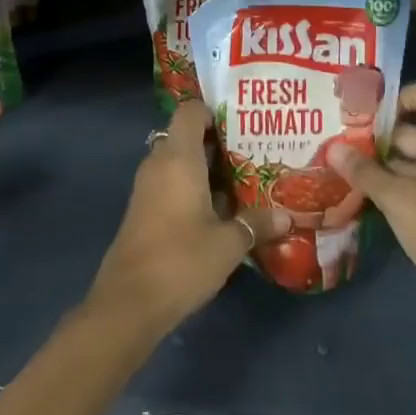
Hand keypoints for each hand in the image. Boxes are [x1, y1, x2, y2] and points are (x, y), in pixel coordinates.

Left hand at [84, 100, 290, 343]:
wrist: (128, 304)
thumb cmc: (181, 260)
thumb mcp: (228, 244)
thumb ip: (257, 224)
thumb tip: (287, 217)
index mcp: (178, 158)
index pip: (189, 112)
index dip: (213, 110)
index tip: (242, 121)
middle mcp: (159, 165)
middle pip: (185, 136)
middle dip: (216, 141)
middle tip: (252, 150)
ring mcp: (147, 189)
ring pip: (178, 163)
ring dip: (205, 168)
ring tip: (244, 178)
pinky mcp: (143, 212)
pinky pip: (170, 185)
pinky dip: (192, 188)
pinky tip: (221, 208)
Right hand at [328, 82, 415, 339]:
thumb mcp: (396, 197)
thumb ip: (363, 170)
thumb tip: (332, 148)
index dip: (396, 97)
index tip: (364, 114)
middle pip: (412, 127)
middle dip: (376, 135)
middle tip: (338, 142)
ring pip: (410, 157)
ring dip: (380, 162)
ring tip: (341, 166)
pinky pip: (415, 181)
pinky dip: (391, 183)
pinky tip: (361, 192)